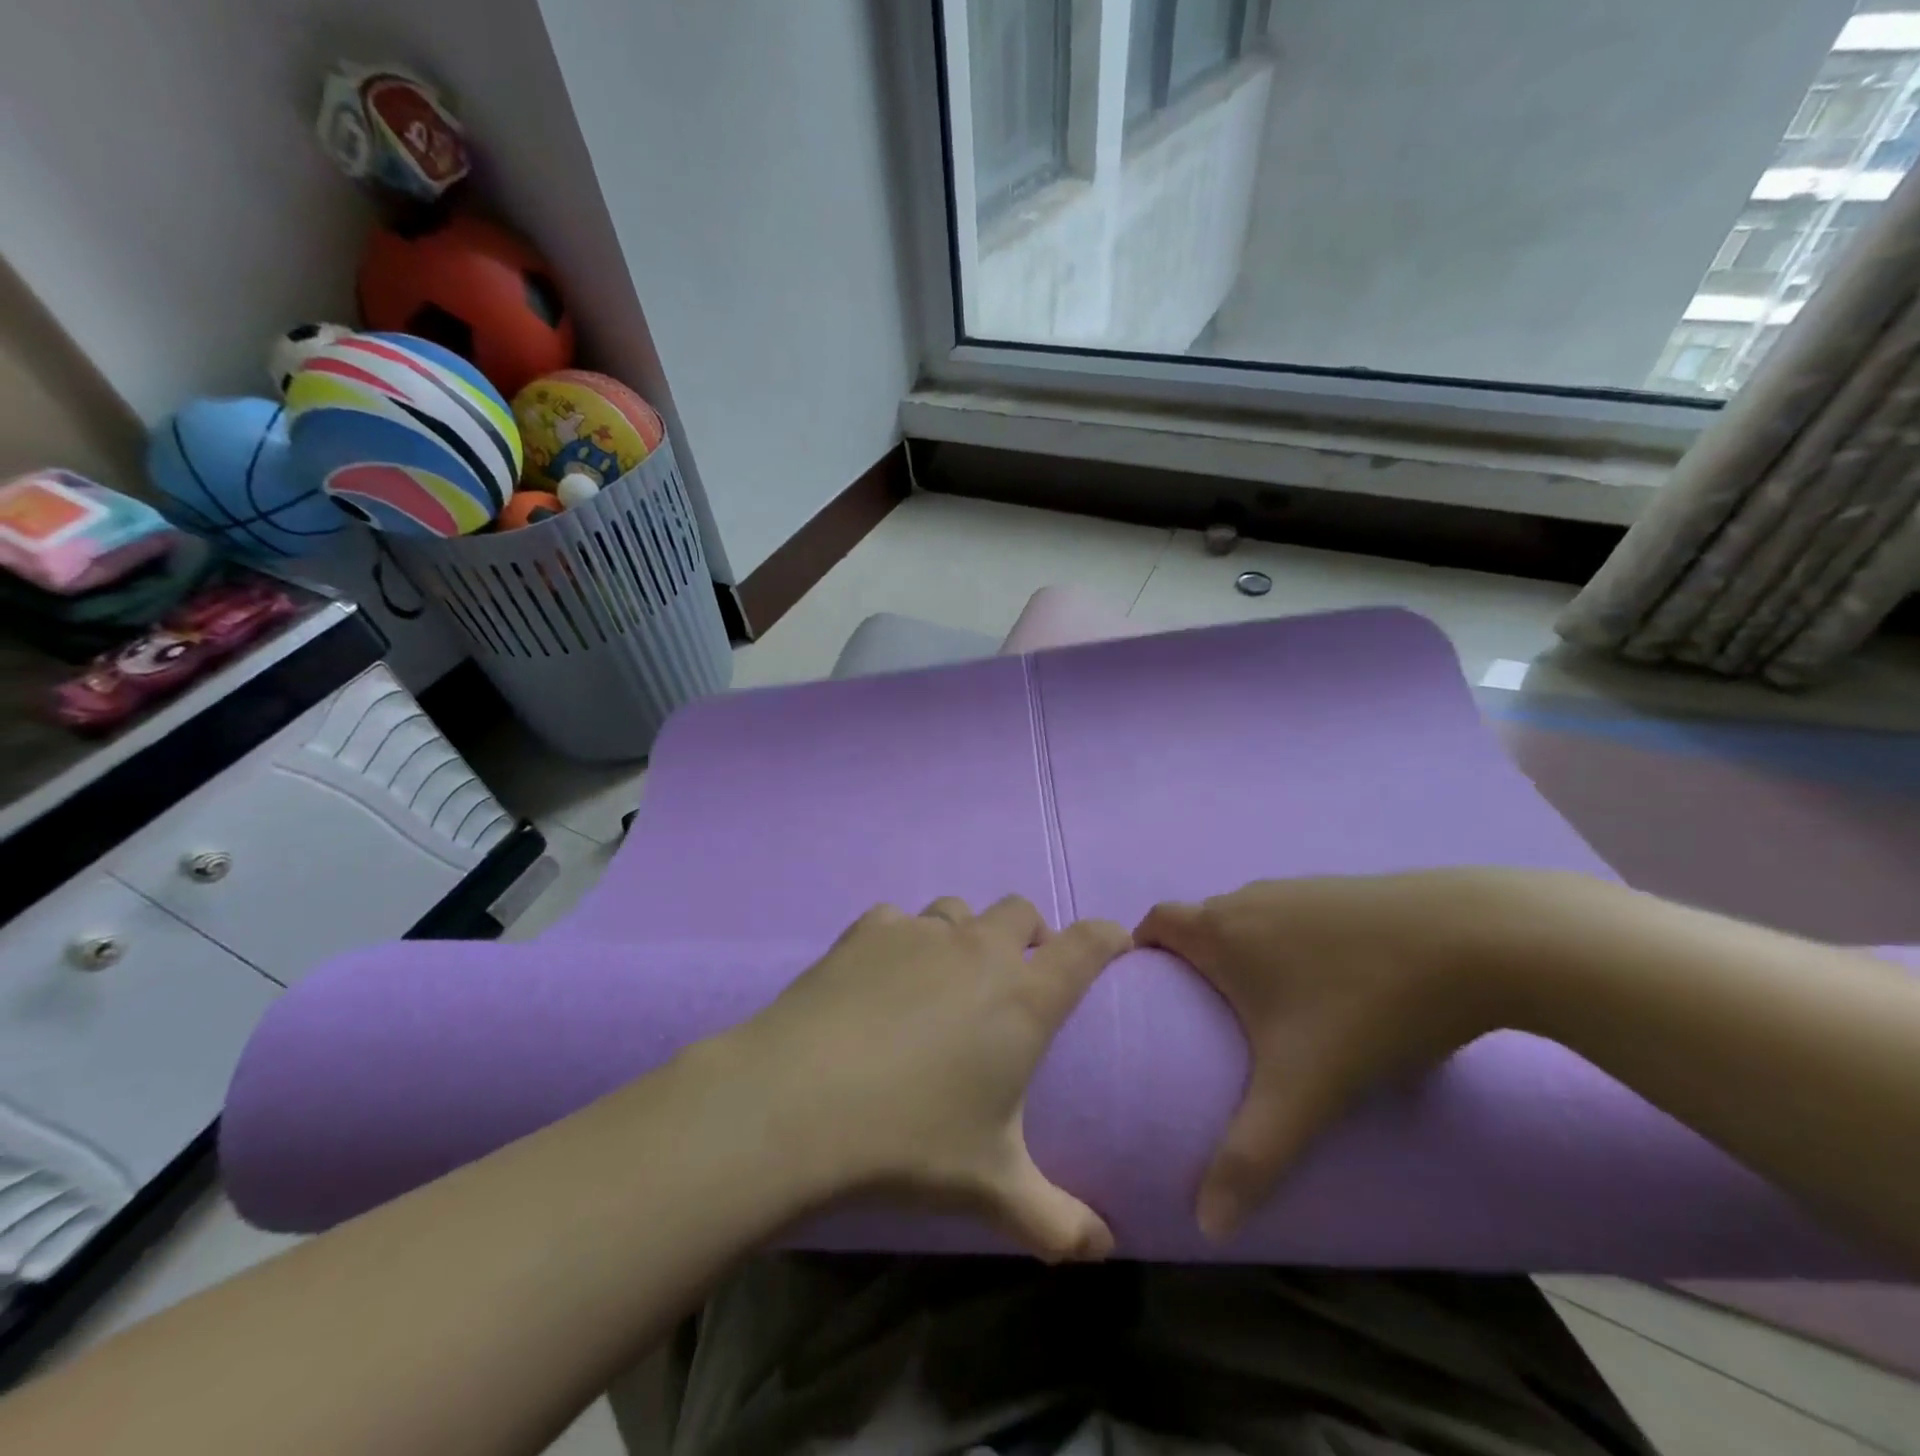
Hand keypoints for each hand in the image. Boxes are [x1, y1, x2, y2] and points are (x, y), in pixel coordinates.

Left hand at [731, 896, 1132, 1261]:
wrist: (798, 1102)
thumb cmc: (910, 1140)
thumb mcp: (991, 1188)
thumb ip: (1057, 1220)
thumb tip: (1104, 1251)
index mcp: (1023, 997)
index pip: (1087, 944)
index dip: (1108, 936)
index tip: (1114, 945)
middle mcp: (978, 949)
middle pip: (1021, 911)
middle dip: (1030, 934)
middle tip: (1018, 976)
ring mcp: (920, 933)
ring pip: (958, 911)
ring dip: (965, 935)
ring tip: (946, 979)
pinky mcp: (867, 931)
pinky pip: (898, 919)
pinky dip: (902, 939)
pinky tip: (882, 976)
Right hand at [1135, 870, 1557, 1238]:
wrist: (1475, 939)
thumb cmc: (1365, 1006)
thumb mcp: (1305, 1089)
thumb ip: (1252, 1155)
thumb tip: (1207, 1224)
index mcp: (1222, 931)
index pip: (1156, 922)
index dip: (1142, 948)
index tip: (1149, 989)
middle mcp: (1250, 899)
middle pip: (1202, 921)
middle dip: (1194, 961)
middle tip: (1208, 1017)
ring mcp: (1301, 889)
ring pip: (1250, 917)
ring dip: (1245, 952)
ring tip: (1269, 1008)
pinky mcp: (1347, 890)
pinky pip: (1295, 915)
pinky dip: (1292, 943)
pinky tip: (1335, 985)